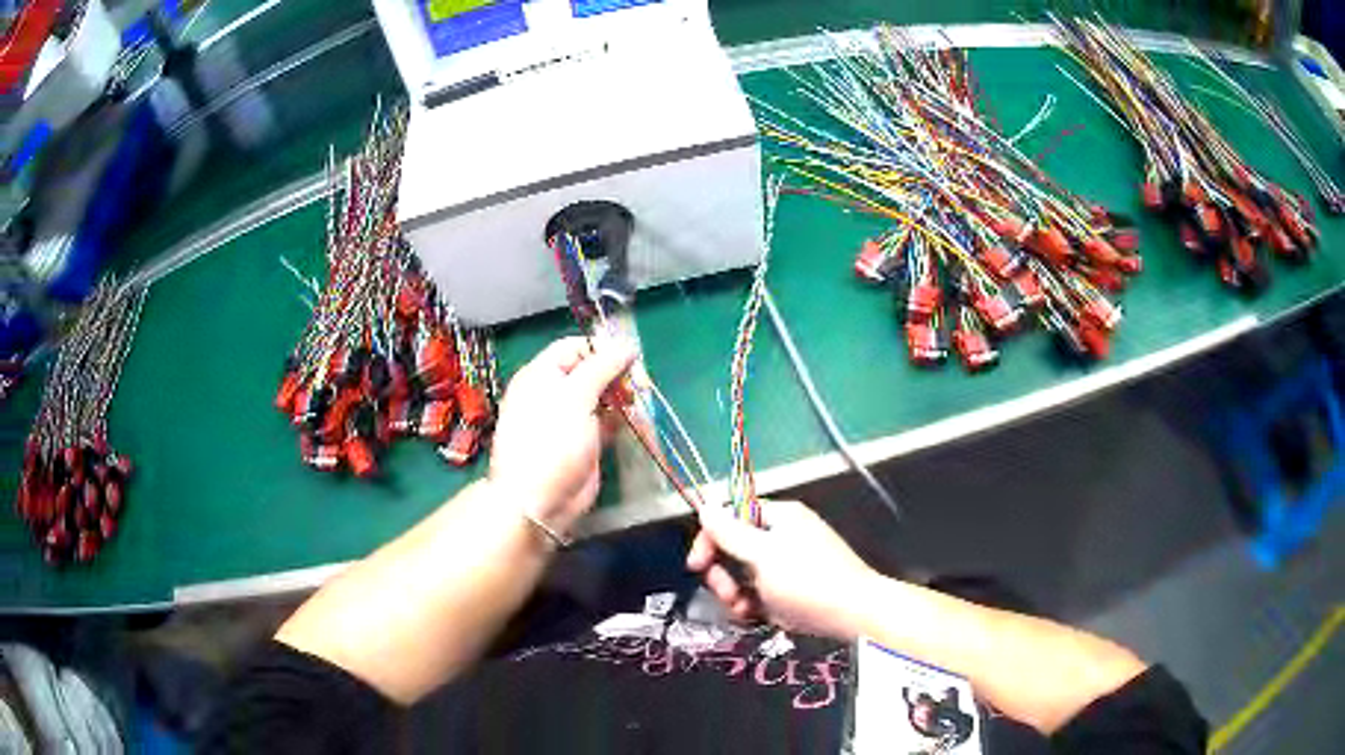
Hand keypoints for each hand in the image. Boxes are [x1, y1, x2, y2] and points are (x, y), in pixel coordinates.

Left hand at [489, 336, 635, 535]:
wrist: (539, 500)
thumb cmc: (550, 442)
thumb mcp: (575, 397)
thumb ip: (602, 367)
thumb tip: (626, 346)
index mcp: (541, 375)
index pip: (574, 347)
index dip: (601, 349)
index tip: (630, 357)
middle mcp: (554, 393)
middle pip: (591, 371)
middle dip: (617, 374)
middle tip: (639, 384)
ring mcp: (570, 419)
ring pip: (602, 397)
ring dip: (622, 397)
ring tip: (639, 403)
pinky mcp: (585, 442)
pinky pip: (607, 422)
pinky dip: (622, 419)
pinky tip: (636, 422)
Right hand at [686, 499, 878, 639]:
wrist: (854, 616)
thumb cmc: (808, 580)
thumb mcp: (763, 555)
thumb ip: (729, 533)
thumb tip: (705, 506)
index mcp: (779, 517)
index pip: (731, 516)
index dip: (710, 538)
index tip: (697, 566)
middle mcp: (782, 537)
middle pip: (733, 549)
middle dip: (723, 574)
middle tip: (727, 593)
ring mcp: (786, 566)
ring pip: (743, 576)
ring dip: (735, 594)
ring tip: (744, 610)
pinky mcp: (790, 591)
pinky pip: (758, 594)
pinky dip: (752, 605)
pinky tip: (756, 617)